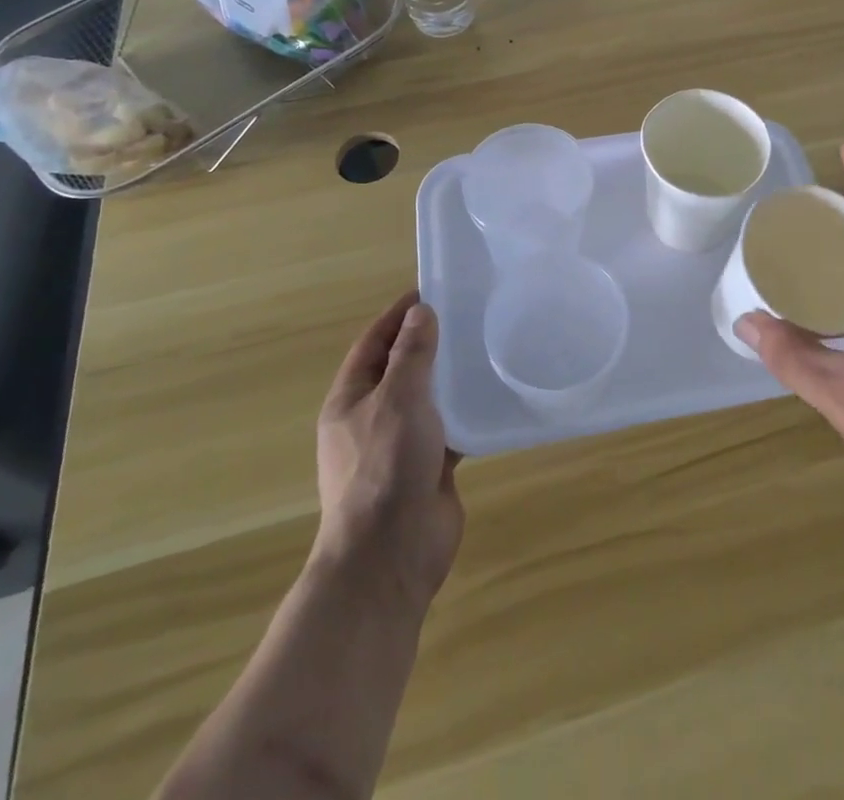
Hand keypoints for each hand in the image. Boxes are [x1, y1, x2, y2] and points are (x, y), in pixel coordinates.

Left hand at [314, 292, 464, 606]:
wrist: (391, 553)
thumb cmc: (385, 466)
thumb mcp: (398, 398)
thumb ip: (412, 354)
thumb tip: (419, 313)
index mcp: (350, 400)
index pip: (373, 343)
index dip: (397, 315)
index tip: (429, 290)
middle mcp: (372, 419)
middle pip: (400, 369)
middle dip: (428, 343)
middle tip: (466, 315)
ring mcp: (400, 446)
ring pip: (427, 399)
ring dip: (449, 377)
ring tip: (485, 348)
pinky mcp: (428, 467)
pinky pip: (449, 429)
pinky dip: (466, 412)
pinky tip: (493, 396)